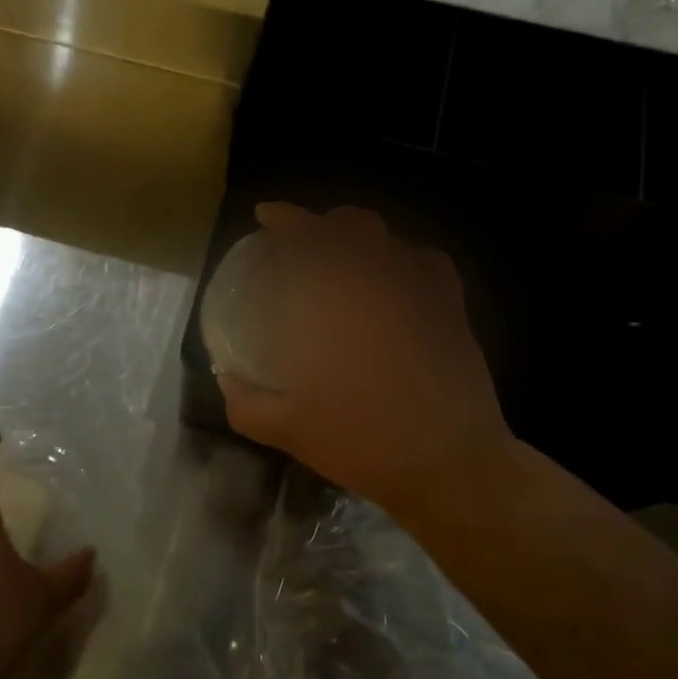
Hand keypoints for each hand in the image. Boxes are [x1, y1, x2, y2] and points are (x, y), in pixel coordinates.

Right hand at [216, 204, 514, 524]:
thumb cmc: (362, 441)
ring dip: (360, 235)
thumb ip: (245, 403)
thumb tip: (226, 381)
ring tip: (343, 253)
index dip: (285, 218)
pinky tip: (394, 276)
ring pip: (389, 237)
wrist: (448, 463)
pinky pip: (426, 261)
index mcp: (334, 300)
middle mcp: (379, 280)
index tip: (266, 215)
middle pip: (351, 224)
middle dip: (321, 222)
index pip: (307, 236)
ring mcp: (421, 289)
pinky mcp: (451, 306)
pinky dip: (403, 257)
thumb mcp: (288, 429)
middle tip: (301, 239)